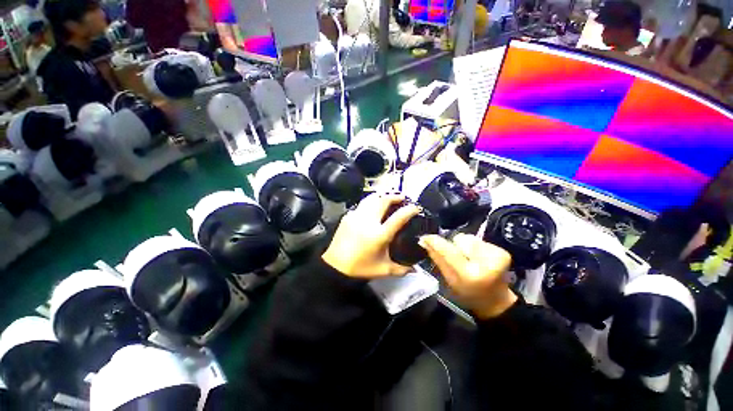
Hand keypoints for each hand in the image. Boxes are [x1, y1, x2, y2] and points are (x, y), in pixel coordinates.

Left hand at [322, 193, 419, 278]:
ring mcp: (356, 216)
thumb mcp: (383, 270)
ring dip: (382, 196)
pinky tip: (372, 208)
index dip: (409, 210)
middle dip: (395, 196)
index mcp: (379, 235)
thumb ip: (401, 269)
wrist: (335, 266)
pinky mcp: (348, 216)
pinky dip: (370, 203)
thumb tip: (414, 268)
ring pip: (371, 198)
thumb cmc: (360, 267)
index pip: (398, 217)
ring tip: (388, 198)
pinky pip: (361, 205)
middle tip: (402, 198)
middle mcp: (368, 222)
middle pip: (383, 200)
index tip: (415, 207)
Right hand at [420, 234, 516, 319]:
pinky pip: (478, 240)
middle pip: (459, 239)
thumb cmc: (467, 293)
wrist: (495, 300)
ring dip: (464, 245)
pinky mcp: (502, 251)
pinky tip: (477, 258)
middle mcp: (486, 263)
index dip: (436, 242)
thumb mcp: (449, 280)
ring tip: (468, 258)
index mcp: (470, 275)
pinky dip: (474, 247)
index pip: (448, 251)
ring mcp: (497, 255)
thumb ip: (437, 259)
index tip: (425, 237)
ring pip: (468, 238)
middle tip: (456, 258)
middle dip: (453, 245)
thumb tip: (424, 241)